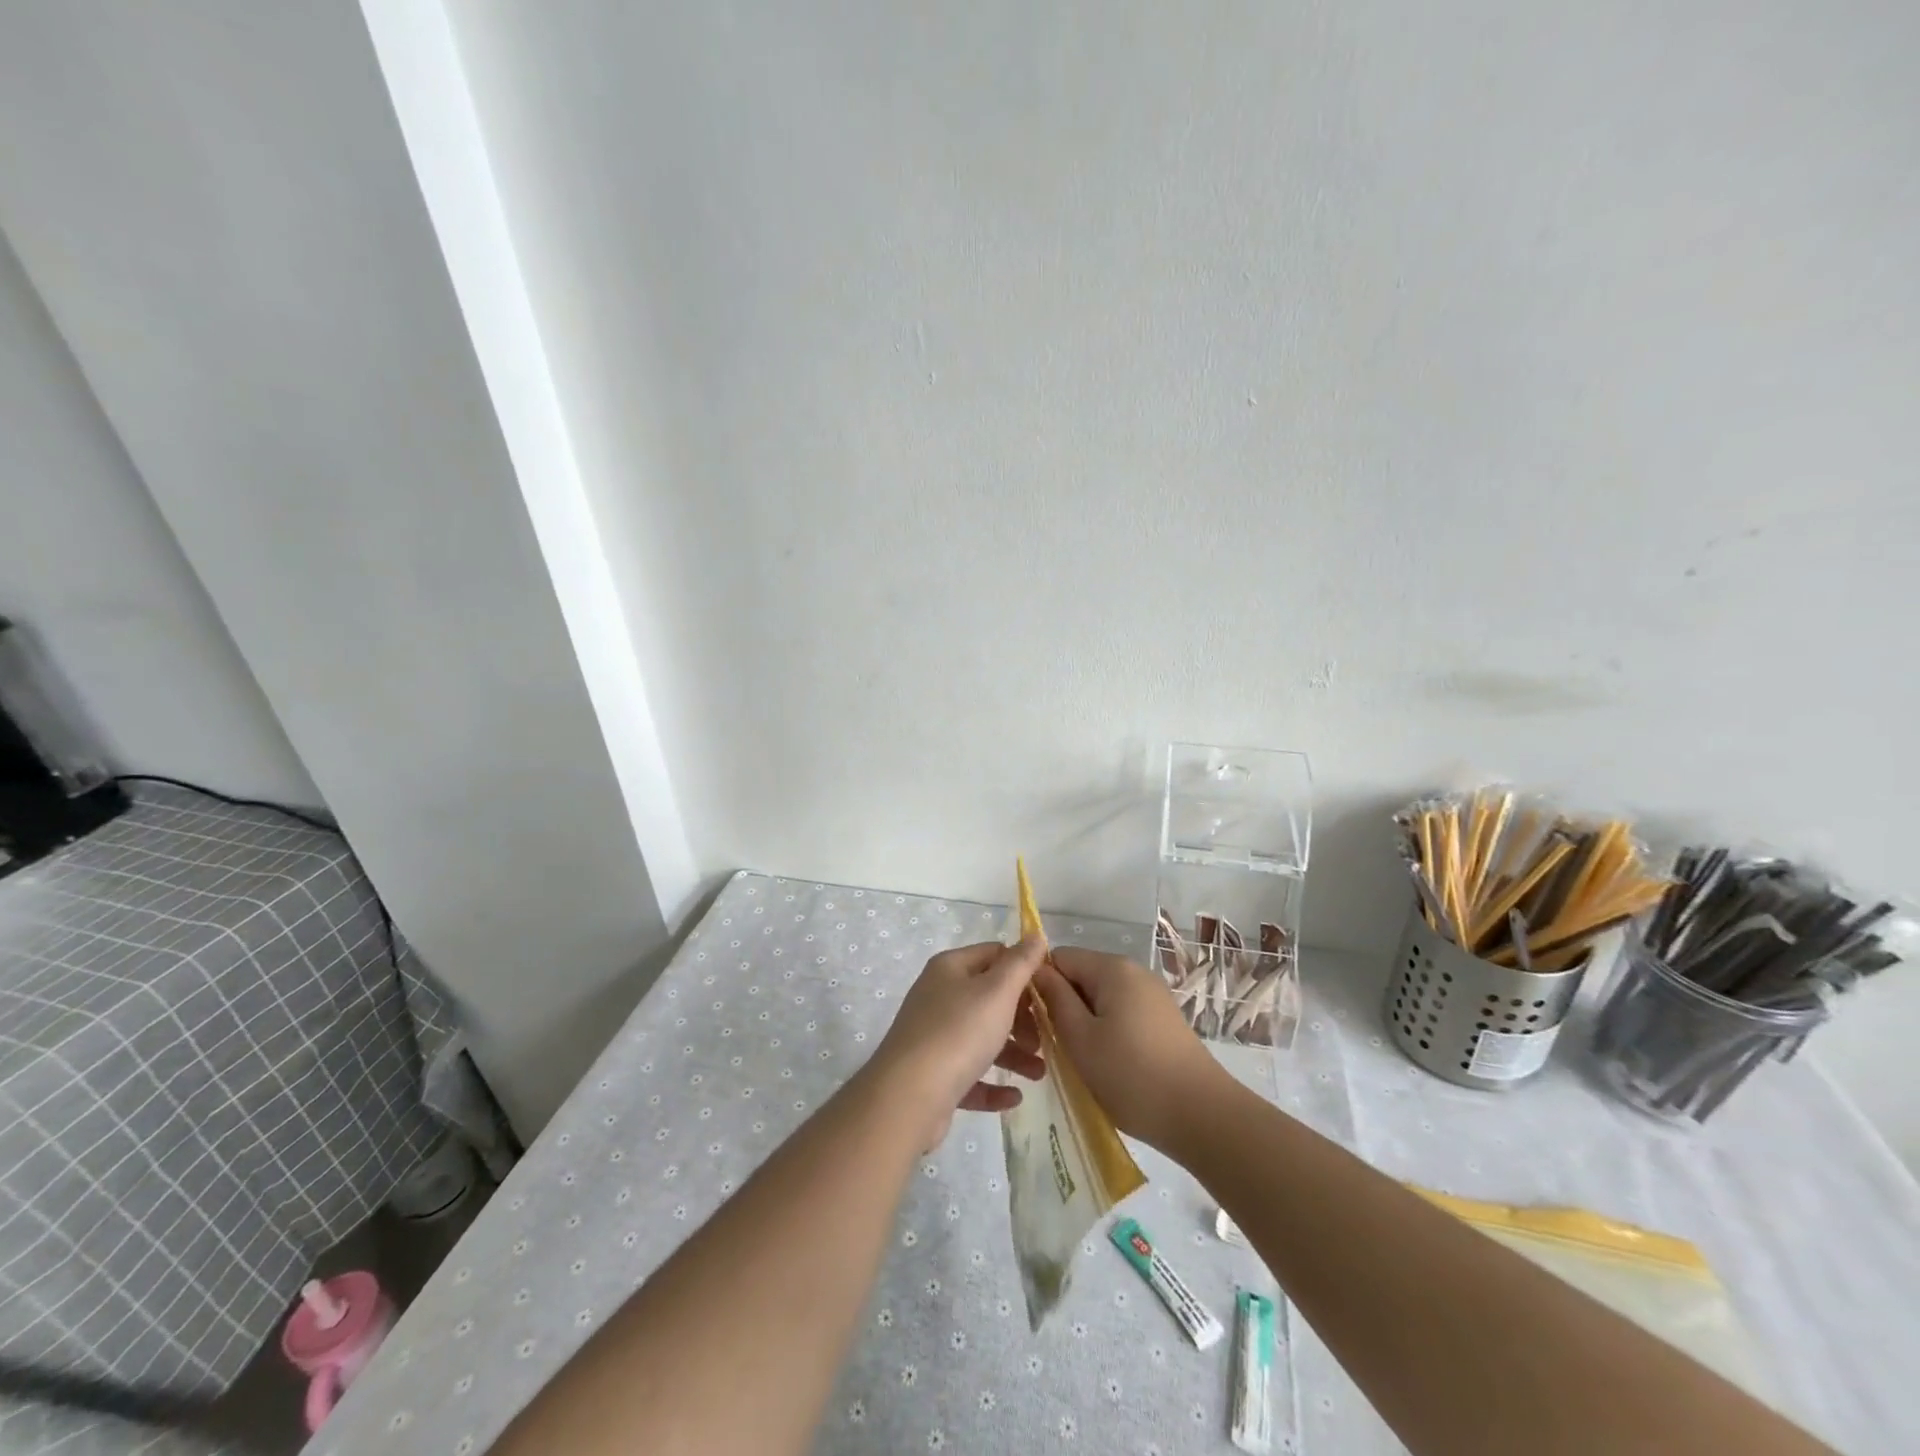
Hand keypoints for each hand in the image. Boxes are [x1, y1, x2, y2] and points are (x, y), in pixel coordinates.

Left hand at [868, 938, 1046, 1148]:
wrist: (908, 1096)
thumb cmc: (958, 1032)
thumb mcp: (997, 991)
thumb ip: (1020, 963)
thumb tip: (1035, 935)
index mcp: (950, 968)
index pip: (994, 954)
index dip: (1023, 971)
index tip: (1049, 995)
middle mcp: (938, 996)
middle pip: (989, 998)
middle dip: (1021, 1019)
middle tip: (1042, 1040)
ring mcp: (932, 1036)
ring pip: (981, 1038)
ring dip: (1013, 1054)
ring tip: (1038, 1075)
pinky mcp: (932, 1074)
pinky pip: (969, 1074)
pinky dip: (992, 1084)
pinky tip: (1014, 1097)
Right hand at [1035, 947, 1228, 1151]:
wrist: (1202, 1117)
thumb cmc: (1131, 1075)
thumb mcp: (1080, 1038)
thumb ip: (1055, 999)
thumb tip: (1037, 971)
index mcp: (1112, 968)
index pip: (1059, 958)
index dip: (1040, 985)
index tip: (1032, 1022)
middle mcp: (1134, 972)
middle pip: (1081, 976)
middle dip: (1062, 1005)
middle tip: (1051, 1047)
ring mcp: (1152, 997)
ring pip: (1100, 999)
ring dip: (1083, 1023)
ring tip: (1079, 1061)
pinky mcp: (1163, 1021)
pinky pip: (1121, 1015)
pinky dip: (1106, 1034)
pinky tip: (1107, 1066)